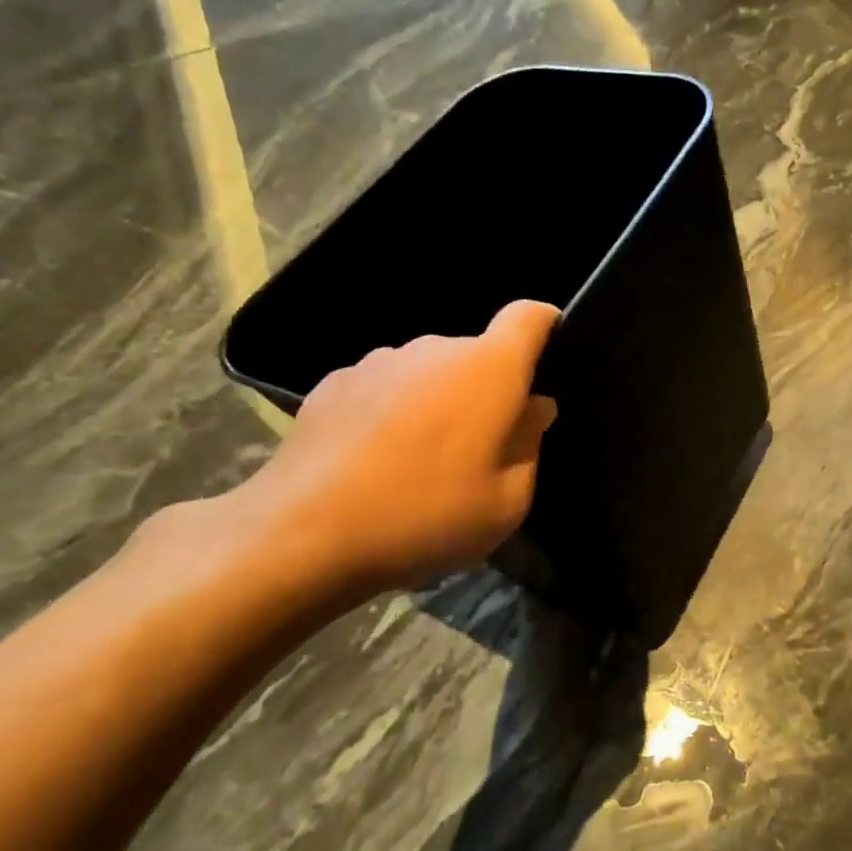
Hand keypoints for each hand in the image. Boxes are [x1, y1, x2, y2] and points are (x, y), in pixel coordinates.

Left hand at [231, 300, 560, 603]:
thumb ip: (530, 444)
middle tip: (482, 446)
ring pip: (430, 371)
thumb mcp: (507, 501)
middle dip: (488, 388)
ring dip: (439, 400)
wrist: (302, 534)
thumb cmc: (427, 515)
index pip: (529, 316)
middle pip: (478, 353)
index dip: (546, 326)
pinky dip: (393, 411)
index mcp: (489, 369)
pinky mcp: (334, 383)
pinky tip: (374, 460)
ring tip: (421, 459)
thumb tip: (533, 408)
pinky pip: (385, 386)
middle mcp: (436, 349)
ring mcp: (380, 361)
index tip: (549, 358)